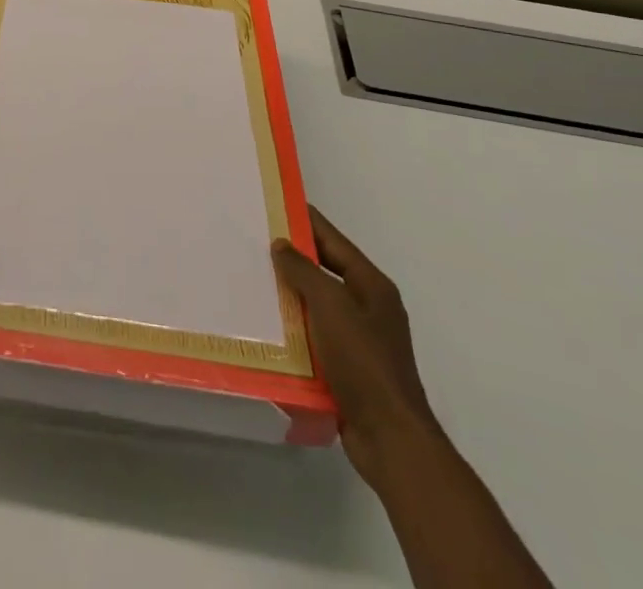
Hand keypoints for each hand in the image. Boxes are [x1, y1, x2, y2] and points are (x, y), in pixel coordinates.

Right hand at [273, 207, 439, 486]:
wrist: (390, 438)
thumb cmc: (363, 362)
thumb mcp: (330, 305)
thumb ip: (304, 270)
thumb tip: (282, 244)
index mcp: (372, 285)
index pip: (333, 239)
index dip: (305, 219)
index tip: (274, 203)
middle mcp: (369, 307)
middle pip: (325, 270)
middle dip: (292, 258)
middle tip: (253, 242)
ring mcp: (361, 340)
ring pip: (317, 305)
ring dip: (290, 296)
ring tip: (252, 281)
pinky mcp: (349, 369)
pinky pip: (316, 337)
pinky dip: (294, 330)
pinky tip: (267, 327)